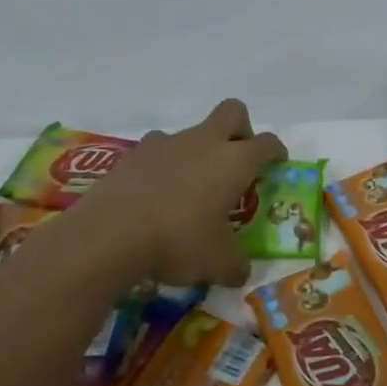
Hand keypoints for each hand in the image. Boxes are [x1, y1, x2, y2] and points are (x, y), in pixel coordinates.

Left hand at [68, 99, 285, 286]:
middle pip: (232, 112)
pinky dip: (164, 165)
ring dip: (199, 151)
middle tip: (238, 159)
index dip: (276, 151)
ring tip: (191, 186)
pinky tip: (157, 194)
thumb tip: (241, 273)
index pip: (267, 143)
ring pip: (192, 132)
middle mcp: (204, 142)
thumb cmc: (177, 242)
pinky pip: (158, 150)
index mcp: (234, 162)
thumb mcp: (217, 264)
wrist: (108, 235)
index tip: (277, 163)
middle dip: (241, 129)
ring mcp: (166, 143)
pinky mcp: (133, 154)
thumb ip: (236, 266)